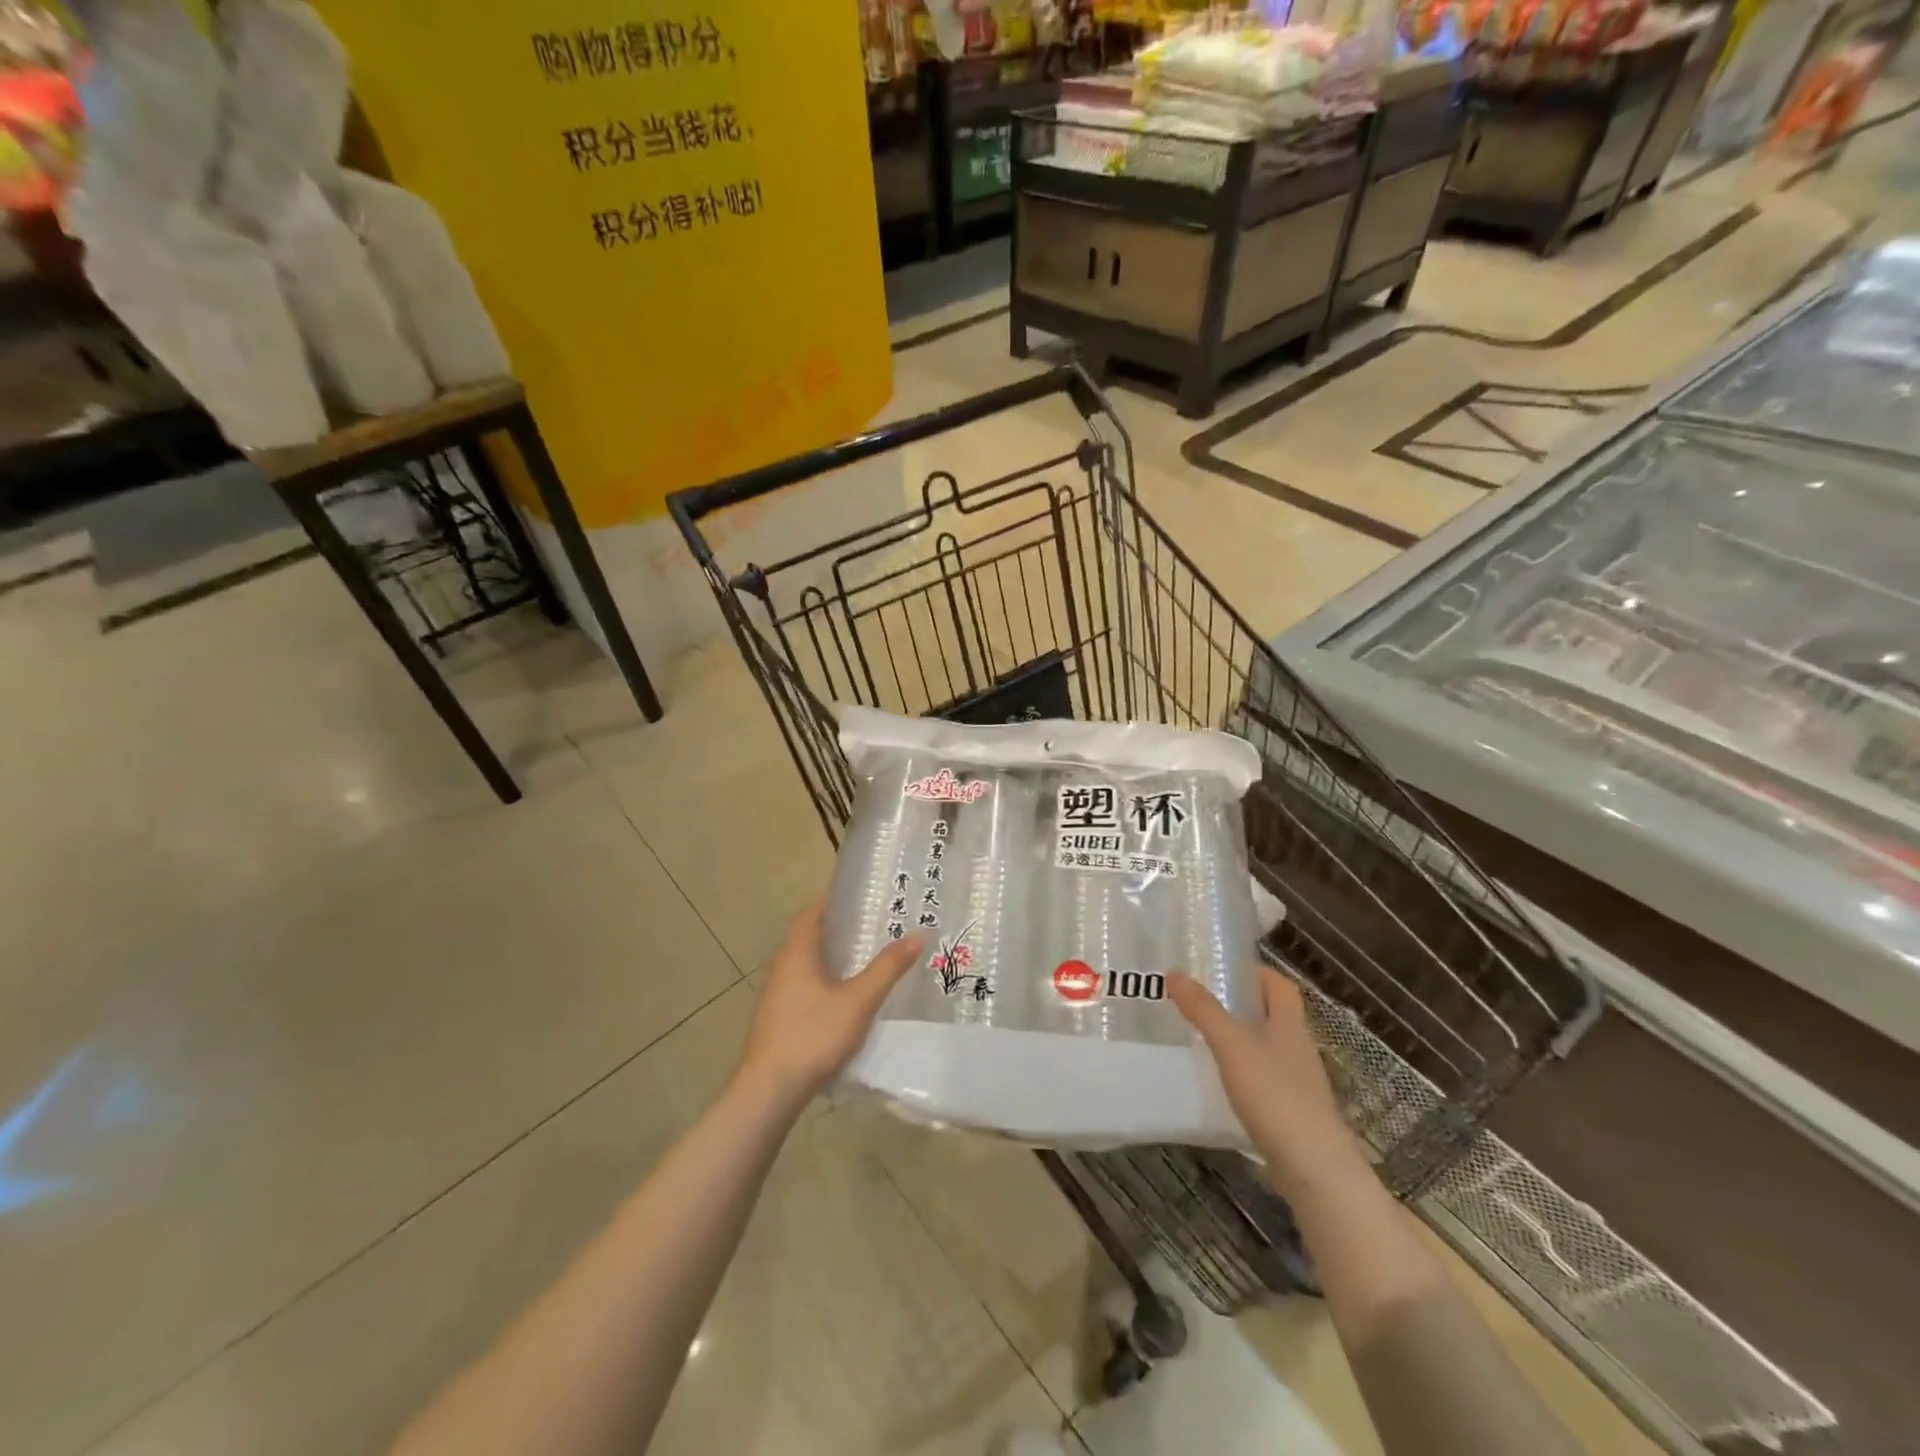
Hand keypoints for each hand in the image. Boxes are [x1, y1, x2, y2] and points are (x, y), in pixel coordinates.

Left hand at [739, 900, 921, 1105]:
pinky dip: (826, 983)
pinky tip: (847, 998)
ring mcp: (777, 996)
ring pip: (808, 966)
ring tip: (867, 960)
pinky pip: (805, 988)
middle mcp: (782, 968)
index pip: (812, 914)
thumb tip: (916, 935)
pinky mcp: (778, 1020)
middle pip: (810, 938)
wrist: (770, 1090)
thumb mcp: (859, 1000)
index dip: (833, 903)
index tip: (861, 899)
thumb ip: (887, 968)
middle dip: (839, 931)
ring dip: (833, 959)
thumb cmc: (814, 1034)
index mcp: (797, 953)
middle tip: (874, 927)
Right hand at [1169, 968, 1366, 1198]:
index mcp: (1290, 1024)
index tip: (1220, 968)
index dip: (1254, 972)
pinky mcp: (1291, 1112)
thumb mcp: (1232, 1045)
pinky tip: (1218, 1080)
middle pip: (1272, 1014)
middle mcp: (1297, 1047)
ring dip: (1239, 1037)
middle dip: (1240, 1003)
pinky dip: (1242, 1071)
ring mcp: (1297, 1082)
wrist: (1314, 1169)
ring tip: (1201, 1035)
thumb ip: (1203, 1010)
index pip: (1279, 984)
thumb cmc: (1275, 1095)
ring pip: (1266, 1046)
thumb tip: (1174, 973)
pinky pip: (1264, 1078)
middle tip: (1200, 999)